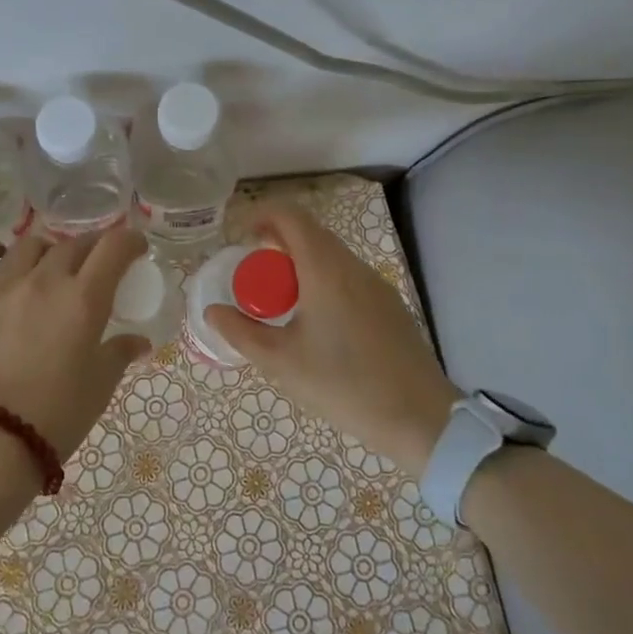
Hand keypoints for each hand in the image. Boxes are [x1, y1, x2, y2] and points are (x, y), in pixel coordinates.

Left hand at [0, 227, 151, 459]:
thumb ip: (120, 353)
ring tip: (51, 269)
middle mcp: (44, 280)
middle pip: (74, 244)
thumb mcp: (100, 385)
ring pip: (30, 245)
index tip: (135, 249)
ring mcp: (0, 284)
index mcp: (83, 298)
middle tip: (97, 266)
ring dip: (49, 251)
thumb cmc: (57, 415)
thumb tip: (139, 342)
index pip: (113, 247)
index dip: (130, 241)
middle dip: (93, 249)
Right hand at [206, 204, 458, 476]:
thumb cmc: (343, 384)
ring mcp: (376, 284)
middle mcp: (352, 266)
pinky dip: (322, 278)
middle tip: (253, 273)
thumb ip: (241, 332)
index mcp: (324, 269)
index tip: (240, 237)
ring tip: (280, 299)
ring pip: (331, 254)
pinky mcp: (388, 304)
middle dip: (277, 241)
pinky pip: (347, 275)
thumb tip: (213, 311)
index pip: (290, 216)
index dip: (261, 215)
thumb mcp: (281, 362)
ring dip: (300, 262)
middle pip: (310, 232)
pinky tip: (315, 319)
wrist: (419, 417)